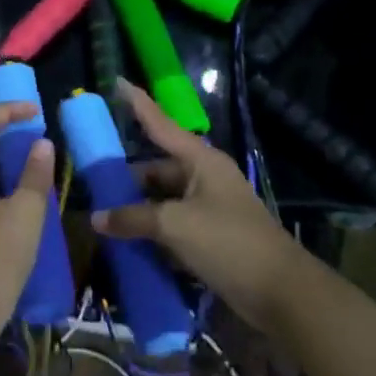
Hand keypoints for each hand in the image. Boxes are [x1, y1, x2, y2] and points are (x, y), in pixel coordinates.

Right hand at [91, 79, 302, 331]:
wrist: (281, 294)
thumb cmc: (228, 243)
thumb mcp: (175, 226)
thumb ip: (134, 219)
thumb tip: (97, 218)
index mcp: (201, 161)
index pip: (161, 124)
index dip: (138, 104)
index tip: (117, 82)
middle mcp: (205, 177)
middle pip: (158, 168)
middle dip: (128, 176)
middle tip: (94, 182)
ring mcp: (210, 208)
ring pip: (164, 199)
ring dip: (138, 208)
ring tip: (104, 214)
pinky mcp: (212, 236)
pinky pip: (173, 225)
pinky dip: (153, 231)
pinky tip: (128, 241)